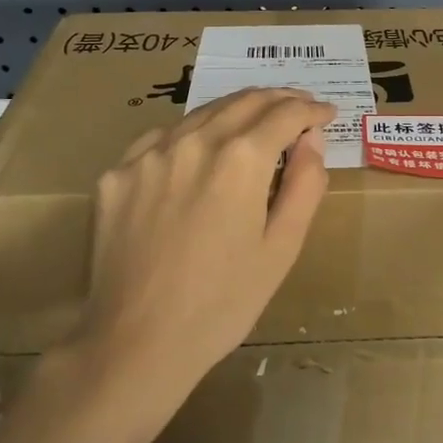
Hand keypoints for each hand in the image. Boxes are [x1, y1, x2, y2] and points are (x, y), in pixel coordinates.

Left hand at [74, 88, 335, 402]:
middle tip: (298, 107)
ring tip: (255, 121)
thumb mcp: (282, 249)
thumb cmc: (222, 303)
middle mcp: (194, 141)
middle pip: (244, 101)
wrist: (135, 343)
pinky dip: (191, 135)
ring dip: (236, 111)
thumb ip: (305, 185)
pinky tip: (197, 151)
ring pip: (202, 114)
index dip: (311, 110)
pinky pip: (162, 138)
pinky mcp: (117, 173)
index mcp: (241, 159)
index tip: (326, 114)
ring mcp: (149, 154)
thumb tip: (312, 139)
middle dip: (278, 99)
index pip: (285, 114)